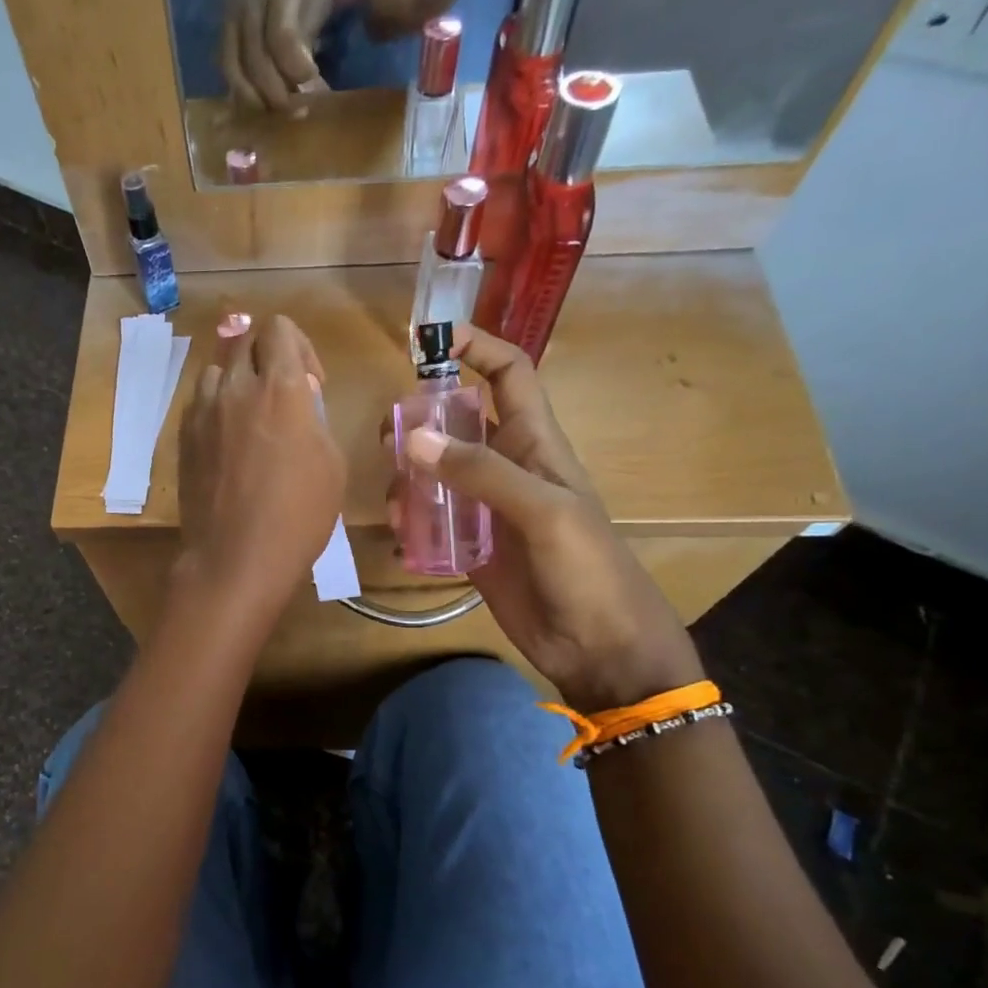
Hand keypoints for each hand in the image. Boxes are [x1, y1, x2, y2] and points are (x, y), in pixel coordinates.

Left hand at [181, 312, 344, 614]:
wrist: (236, 557)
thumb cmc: (298, 515)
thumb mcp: (331, 462)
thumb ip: (314, 416)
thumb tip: (299, 397)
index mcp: (279, 388)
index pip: (279, 328)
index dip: (299, 347)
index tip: (310, 384)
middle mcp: (235, 388)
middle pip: (246, 340)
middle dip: (269, 357)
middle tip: (283, 397)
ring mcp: (202, 411)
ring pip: (218, 369)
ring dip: (238, 380)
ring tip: (251, 416)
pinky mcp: (183, 436)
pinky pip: (200, 401)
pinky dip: (217, 405)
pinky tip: (228, 440)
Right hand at [219, 0, 331, 111]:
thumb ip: (310, 31)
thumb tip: (306, 78)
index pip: (283, 38)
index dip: (297, 69)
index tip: (315, 84)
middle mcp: (250, 7)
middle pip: (257, 63)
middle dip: (279, 94)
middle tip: (299, 111)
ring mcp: (231, 20)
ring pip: (236, 71)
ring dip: (256, 101)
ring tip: (276, 114)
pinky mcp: (221, 33)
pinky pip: (226, 70)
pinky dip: (239, 94)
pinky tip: (256, 105)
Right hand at [386, 328, 702, 711]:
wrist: (600, 647)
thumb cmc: (589, 570)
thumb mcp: (543, 512)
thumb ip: (481, 473)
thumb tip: (411, 437)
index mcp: (535, 443)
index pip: (509, 373)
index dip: (476, 347)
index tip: (428, 341)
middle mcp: (507, 466)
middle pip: (457, 420)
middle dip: (421, 417)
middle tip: (387, 435)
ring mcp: (486, 508)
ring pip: (436, 471)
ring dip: (409, 475)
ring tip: (394, 500)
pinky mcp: (470, 546)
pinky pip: (431, 519)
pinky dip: (411, 520)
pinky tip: (401, 536)